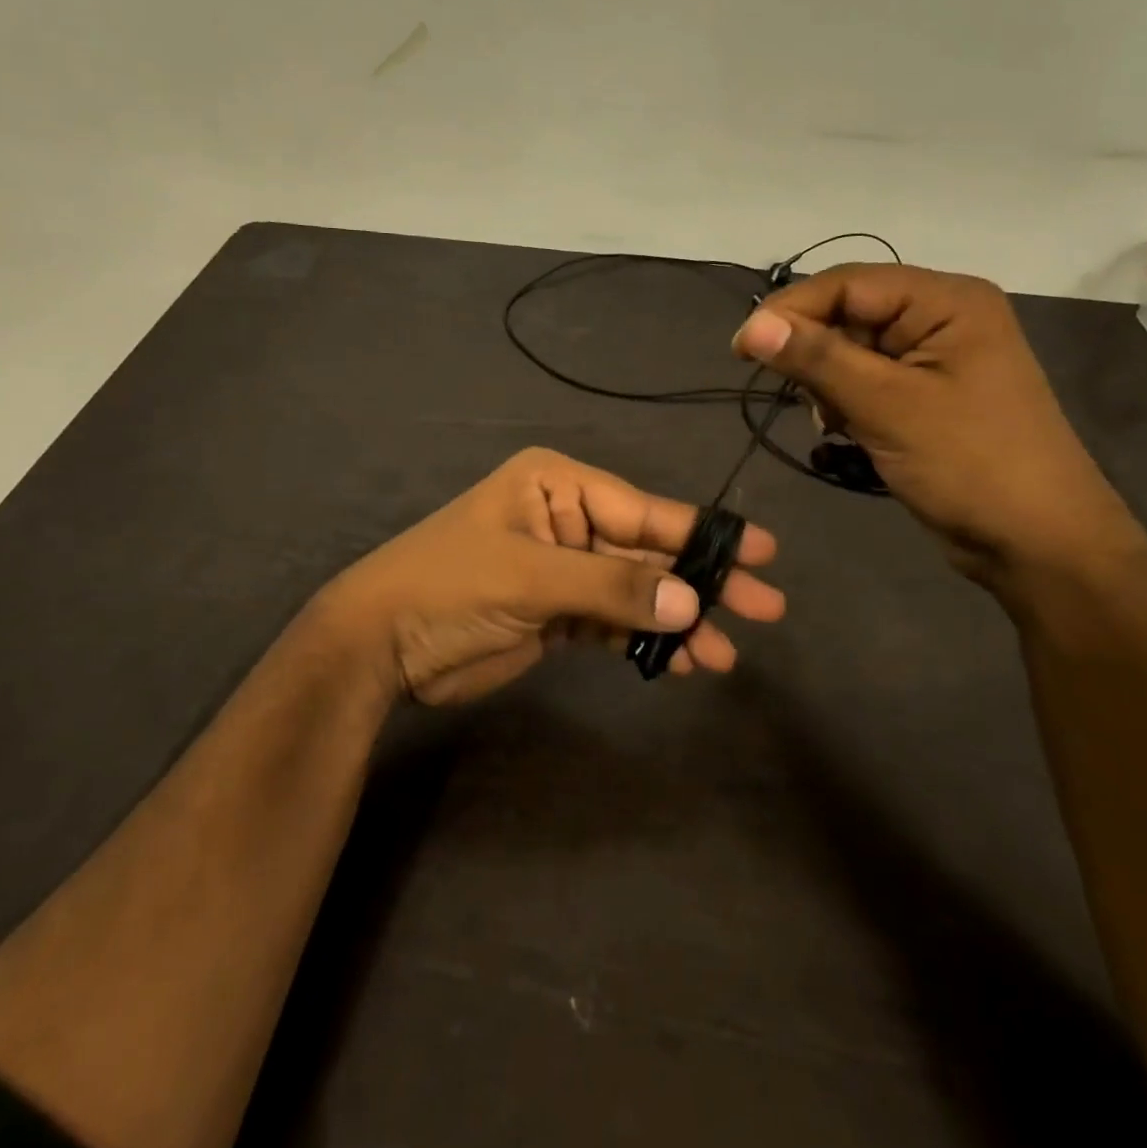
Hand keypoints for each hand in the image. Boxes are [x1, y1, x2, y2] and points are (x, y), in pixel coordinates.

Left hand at [313, 448, 785, 706]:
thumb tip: (691, 601)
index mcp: (558, 486)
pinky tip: (681, 661)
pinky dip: (645, 640)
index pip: (644, 509)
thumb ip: (612, 587)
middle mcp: (568, 519)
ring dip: (678, 621)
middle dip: (702, 582)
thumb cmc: (450, 586)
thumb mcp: (530, 577)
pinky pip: (614, 622)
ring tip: (723, 655)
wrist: (381, 644)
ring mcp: (564, 568)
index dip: (703, 533)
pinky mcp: (558, 613)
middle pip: (649, 551)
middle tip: (765, 608)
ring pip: (637, 591)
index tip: (763, 553)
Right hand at [732, 263, 1134, 582]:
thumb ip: (817, 359)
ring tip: (835, 422)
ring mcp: (935, 358)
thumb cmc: (969, 464)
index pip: (847, 284)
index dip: (789, 310)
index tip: (741, 350)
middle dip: (815, 355)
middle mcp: (941, 317)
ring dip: (829, 384)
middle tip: (801, 399)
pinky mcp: (926, 395)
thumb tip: (751, 325)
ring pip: (852, 351)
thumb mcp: (886, 406)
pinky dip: (846, 403)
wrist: (1037, 542)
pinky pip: (867, 381)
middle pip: (849, 314)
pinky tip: (848, 432)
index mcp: (946, 301)